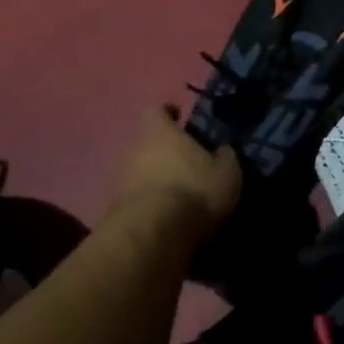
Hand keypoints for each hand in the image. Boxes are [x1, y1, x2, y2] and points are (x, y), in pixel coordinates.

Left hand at [108, 107, 241, 234]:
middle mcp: (134, 149)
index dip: (169, 113)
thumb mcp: (226, 172)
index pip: (157, 110)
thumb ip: (225, 156)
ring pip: (141, 171)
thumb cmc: (193, 190)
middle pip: (148, 142)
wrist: (154, 234)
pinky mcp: (116, 209)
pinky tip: (168, 216)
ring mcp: (121, 180)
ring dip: (157, 179)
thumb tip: (222, 150)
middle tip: (188, 163)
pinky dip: (151, 203)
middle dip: (165, 151)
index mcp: (159, 131)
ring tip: (179, 194)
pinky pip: (138, 198)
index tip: (180, 118)